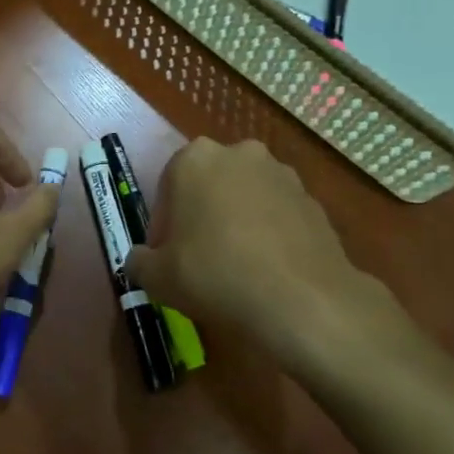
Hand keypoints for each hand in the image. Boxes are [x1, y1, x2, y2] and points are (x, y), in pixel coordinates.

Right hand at [125, 138, 406, 369]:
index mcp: (194, 159)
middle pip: (208, 185)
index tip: (167, 257)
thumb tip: (141, 259)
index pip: (167, 188)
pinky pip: (278, 215)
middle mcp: (239, 153)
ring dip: (237, 222)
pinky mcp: (313, 199)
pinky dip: (269, 234)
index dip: (163, 226)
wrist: (301, 299)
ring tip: (237, 267)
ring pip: (245, 197)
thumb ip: (140, 262)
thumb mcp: (157, 277)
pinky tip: (267, 271)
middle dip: (201, 215)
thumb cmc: (214, 275)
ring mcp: (281, 173)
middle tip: (198, 259)